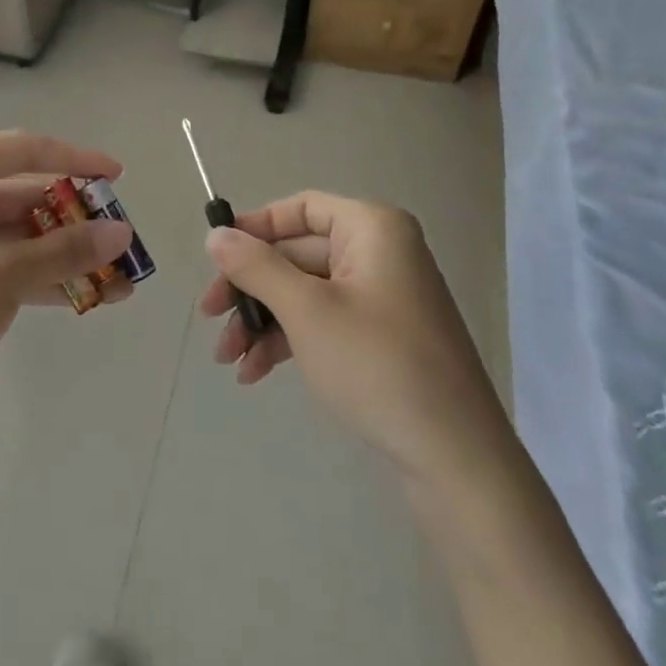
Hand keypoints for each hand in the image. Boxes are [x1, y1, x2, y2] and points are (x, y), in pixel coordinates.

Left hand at [0, 132, 132, 439]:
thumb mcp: (5, 275)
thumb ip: (67, 251)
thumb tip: (124, 234)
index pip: (24, 150)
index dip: (75, 160)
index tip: (117, 176)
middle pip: (25, 195)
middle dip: (76, 222)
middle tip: (122, 241)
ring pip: (20, 233)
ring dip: (66, 255)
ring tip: (119, 279)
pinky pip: (6, 261)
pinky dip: (43, 276)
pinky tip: (87, 297)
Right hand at [198, 192, 497, 467]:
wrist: (455, 456)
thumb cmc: (377, 365)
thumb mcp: (306, 310)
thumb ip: (256, 267)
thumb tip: (215, 234)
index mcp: (372, 229)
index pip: (300, 209)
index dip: (254, 228)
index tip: (215, 257)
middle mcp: (380, 253)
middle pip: (296, 254)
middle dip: (249, 289)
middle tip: (209, 317)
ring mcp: (382, 296)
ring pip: (303, 292)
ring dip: (261, 321)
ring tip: (228, 359)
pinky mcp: (381, 335)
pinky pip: (322, 320)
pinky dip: (287, 340)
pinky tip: (255, 372)